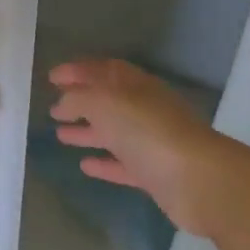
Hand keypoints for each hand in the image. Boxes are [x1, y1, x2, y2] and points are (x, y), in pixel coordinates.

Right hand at [46, 60, 219, 224]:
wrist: (198, 180)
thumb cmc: (148, 131)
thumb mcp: (105, 103)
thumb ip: (79, 98)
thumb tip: (63, 102)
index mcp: (136, 85)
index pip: (103, 70)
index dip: (78, 70)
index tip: (51, 77)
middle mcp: (145, 109)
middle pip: (109, 100)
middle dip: (81, 101)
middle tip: (53, 107)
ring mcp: (151, 142)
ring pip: (114, 132)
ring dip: (88, 131)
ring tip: (60, 135)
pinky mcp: (155, 174)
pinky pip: (123, 164)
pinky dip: (104, 163)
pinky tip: (84, 165)